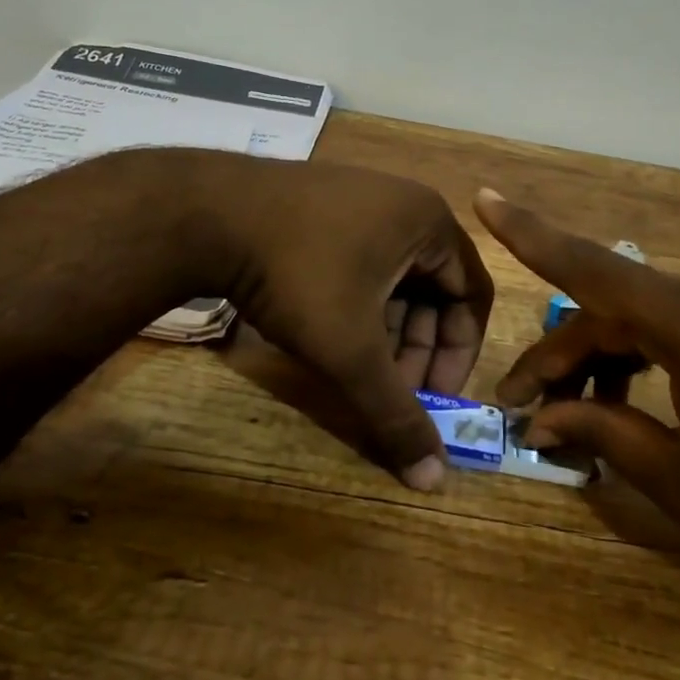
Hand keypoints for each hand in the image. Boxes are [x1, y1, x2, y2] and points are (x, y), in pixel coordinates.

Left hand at [203, 158, 493, 491]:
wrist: (207, 215)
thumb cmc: (299, 275)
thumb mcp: (351, 351)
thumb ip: (394, 413)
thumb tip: (432, 479)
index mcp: (429, 222)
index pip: (473, 296)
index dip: (458, 354)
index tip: (433, 397)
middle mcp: (402, 203)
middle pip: (432, 289)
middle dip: (416, 348)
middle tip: (392, 391)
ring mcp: (359, 199)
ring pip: (393, 280)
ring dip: (386, 332)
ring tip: (359, 371)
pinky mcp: (322, 207)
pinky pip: (361, 263)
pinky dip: (358, 306)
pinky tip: (330, 336)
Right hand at [473, 189, 679, 598]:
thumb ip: (607, 436)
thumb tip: (544, 419)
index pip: (590, 270)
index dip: (531, 235)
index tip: (485, 197)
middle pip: (614, 312)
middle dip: (565, 358)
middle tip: (527, 408)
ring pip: (650, 319)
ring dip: (610, 359)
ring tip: (583, 415)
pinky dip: (654, 354)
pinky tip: (641, 397)